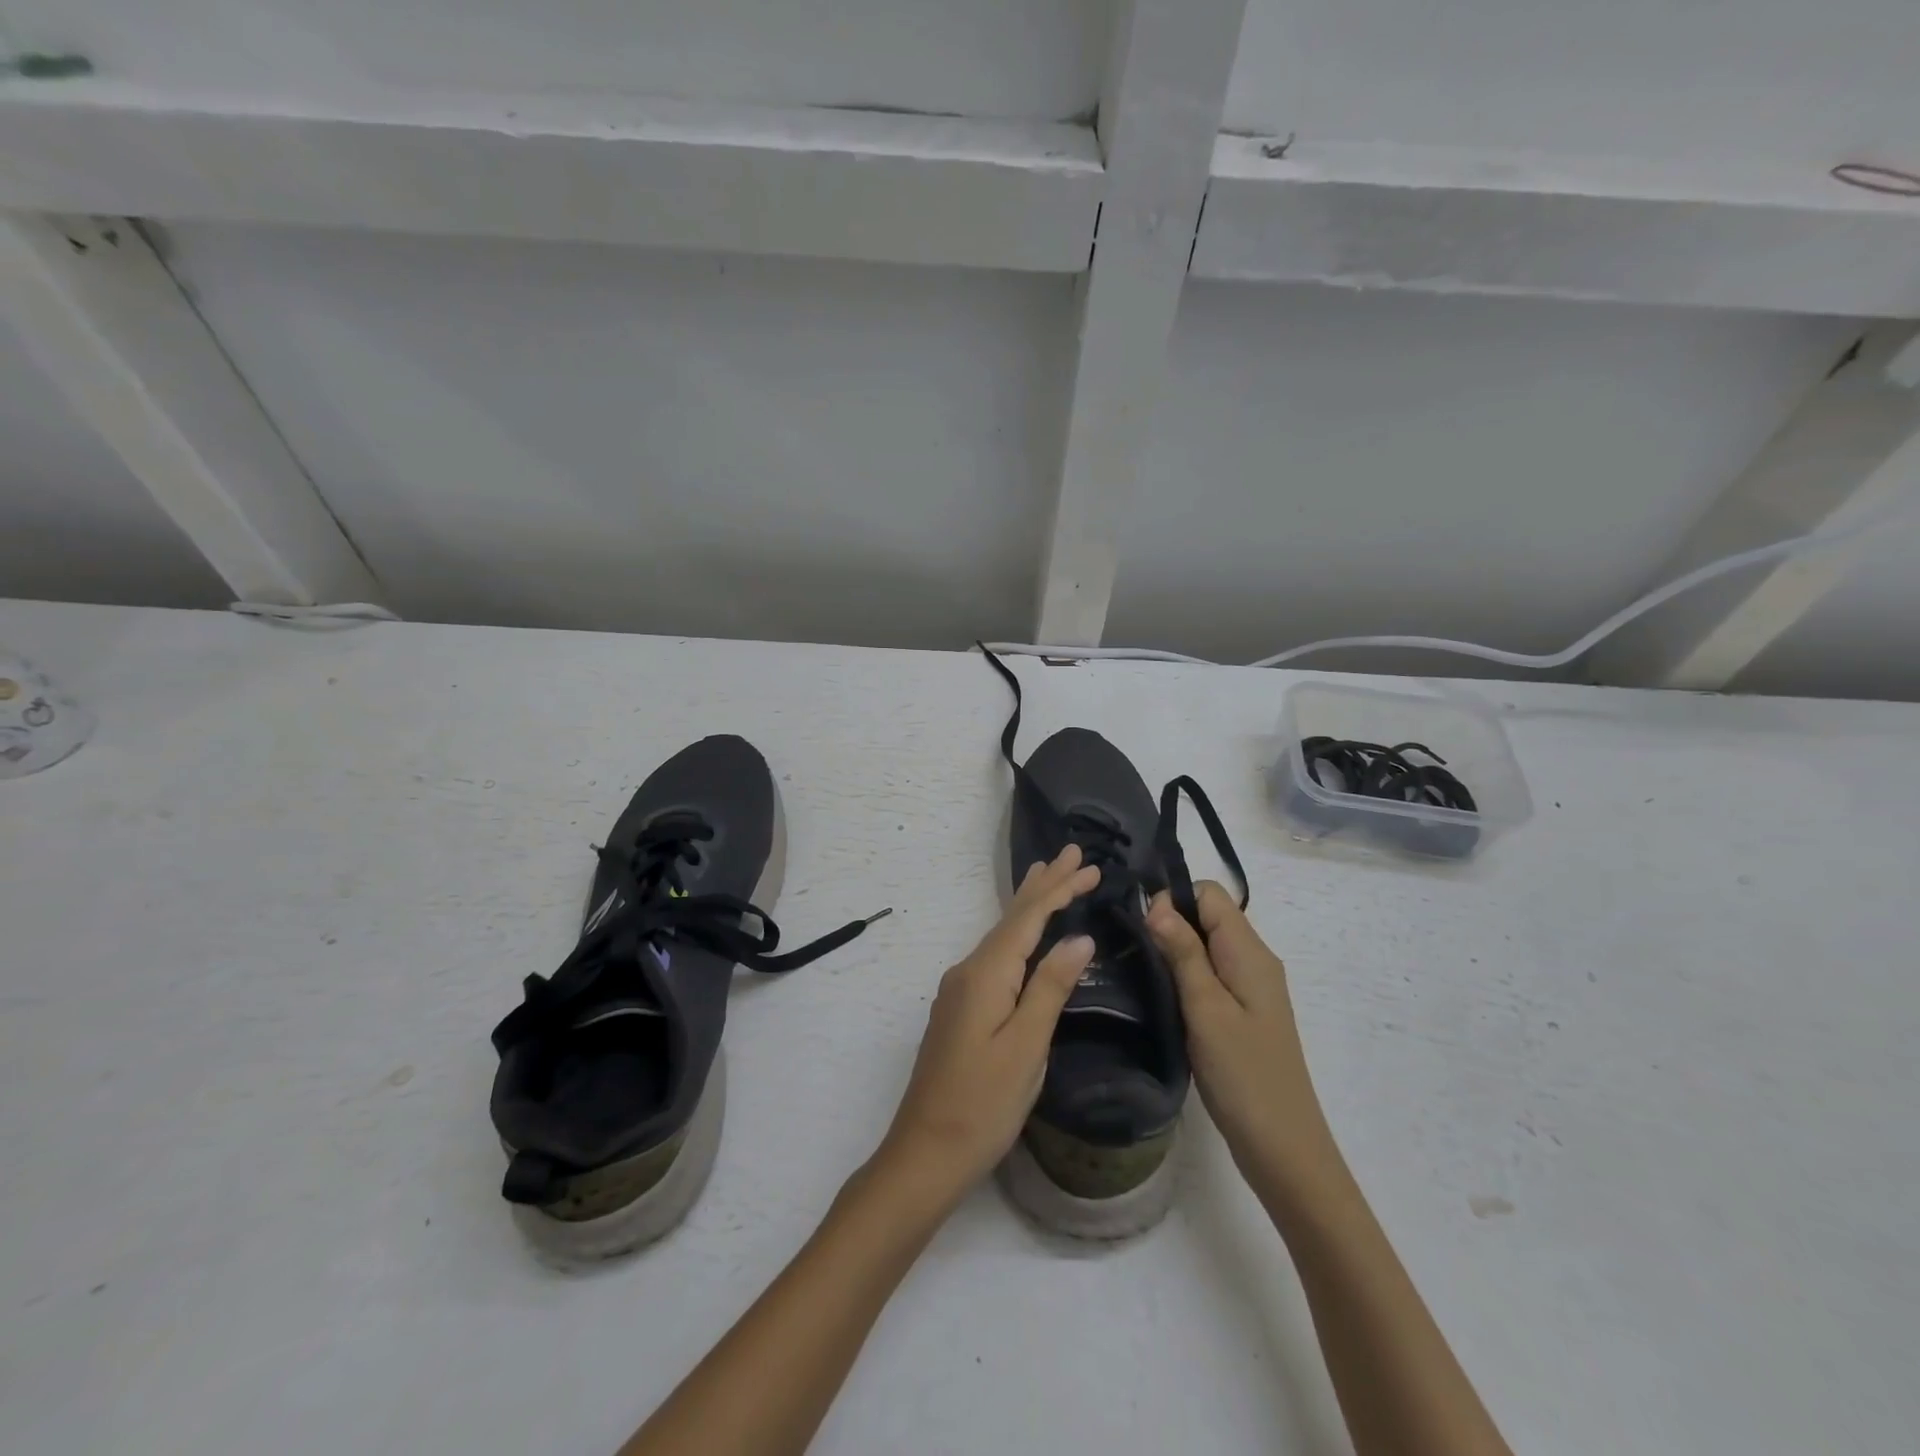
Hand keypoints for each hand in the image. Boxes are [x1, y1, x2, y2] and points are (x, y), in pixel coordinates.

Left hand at [875, 846, 1099, 1204]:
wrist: (925, 1151)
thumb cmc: (982, 1104)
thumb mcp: (1026, 1047)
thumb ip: (1050, 988)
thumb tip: (1079, 939)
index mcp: (985, 974)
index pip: (1028, 918)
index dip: (1059, 890)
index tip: (1089, 865)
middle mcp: (968, 971)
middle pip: (1011, 918)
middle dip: (1043, 885)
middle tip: (1071, 854)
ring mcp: (960, 989)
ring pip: (1001, 934)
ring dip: (1029, 905)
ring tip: (1049, 876)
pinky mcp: (961, 1008)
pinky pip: (995, 955)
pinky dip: (1017, 934)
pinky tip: (1024, 935)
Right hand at [1146, 883, 1334, 1183]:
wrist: (1283, 1147)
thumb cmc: (1243, 1074)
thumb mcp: (1206, 1009)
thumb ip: (1183, 952)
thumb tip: (1157, 903)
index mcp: (1249, 952)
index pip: (1209, 894)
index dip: (1172, 900)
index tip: (1141, 928)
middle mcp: (1253, 960)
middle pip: (1207, 916)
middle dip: (1168, 923)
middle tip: (1129, 948)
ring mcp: (1250, 988)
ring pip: (1205, 946)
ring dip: (1173, 951)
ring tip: (1137, 969)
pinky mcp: (1242, 1012)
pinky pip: (1209, 974)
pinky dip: (1183, 975)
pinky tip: (1159, 996)